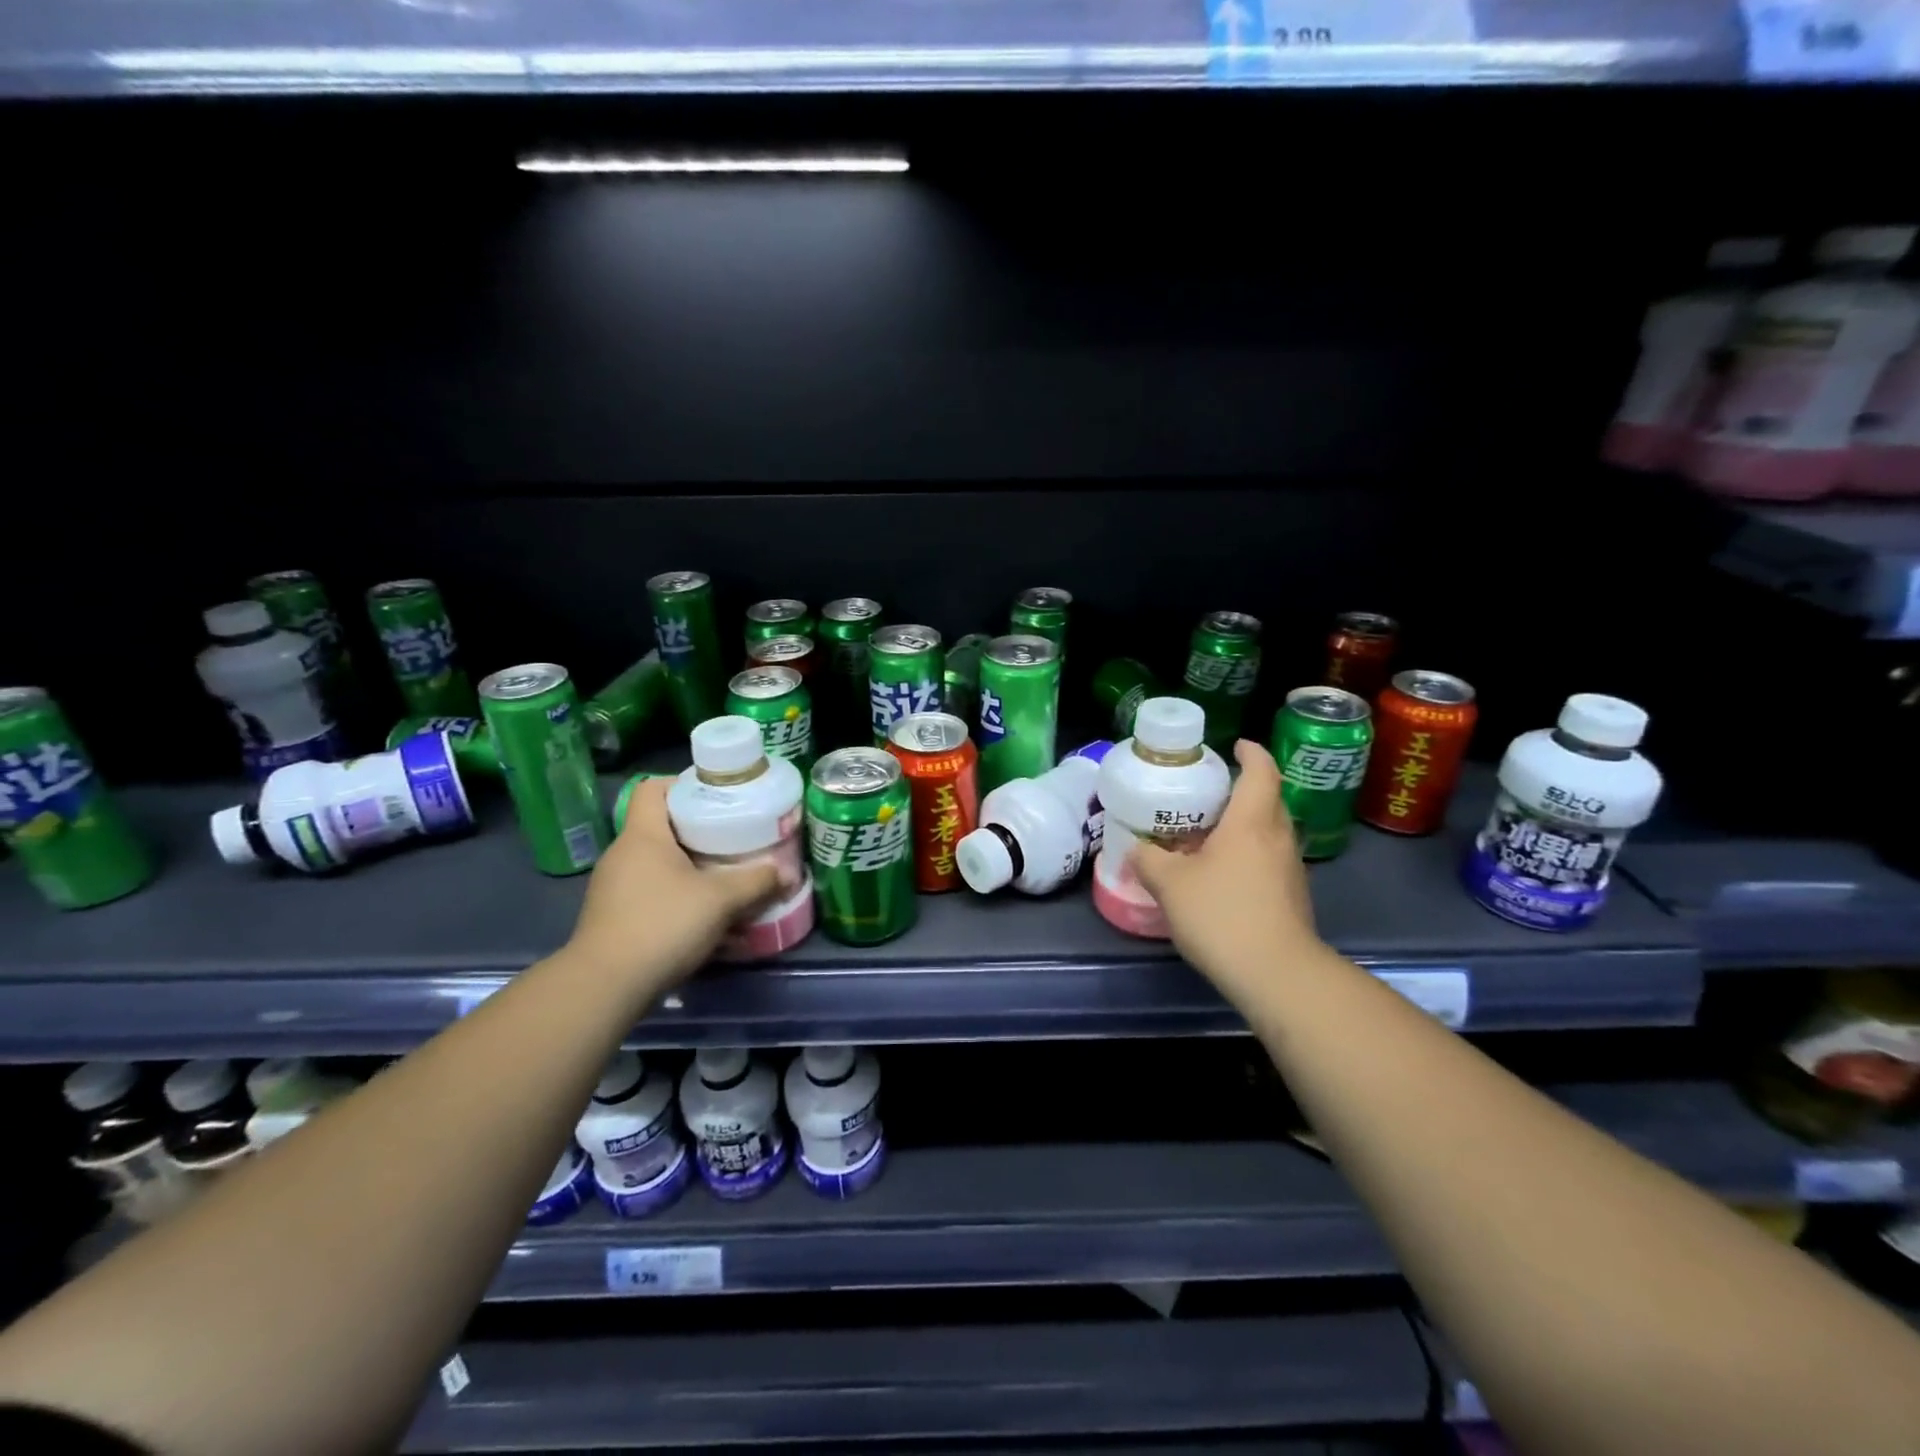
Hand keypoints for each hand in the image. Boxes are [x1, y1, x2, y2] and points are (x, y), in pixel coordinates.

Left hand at [566, 777, 782, 988]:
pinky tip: (706, 919)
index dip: (684, 784)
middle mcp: (623, 855)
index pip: (653, 788)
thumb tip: (787, 872)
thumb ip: (757, 881)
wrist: (605, 987)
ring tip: (726, 880)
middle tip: (735, 839)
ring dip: (692, 870)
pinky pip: (653, 894)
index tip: (717, 797)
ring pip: (660, 865)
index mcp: (642, 836)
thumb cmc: (663, 924)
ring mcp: (615, 888)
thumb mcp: (721, 900)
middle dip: (700, 833)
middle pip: (663, 827)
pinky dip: (679, 899)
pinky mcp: (615, 918)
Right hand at [1132, 740, 1326, 1008]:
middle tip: (1207, 793)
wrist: (1276, 974)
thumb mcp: (1170, 884)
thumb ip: (1149, 860)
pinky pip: (1268, 860)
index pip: (1261, 771)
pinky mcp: (1292, 897)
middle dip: (1242, 790)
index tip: (1235, 745)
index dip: (1251, 753)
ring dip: (1243, 826)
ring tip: (1208, 834)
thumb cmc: (1222, 914)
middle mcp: (1277, 838)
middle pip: (1267, 800)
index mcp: (1251, 822)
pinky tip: (1221, 875)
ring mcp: (1290, 869)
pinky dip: (1248, 855)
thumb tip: (1137, 848)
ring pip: (1268, 832)